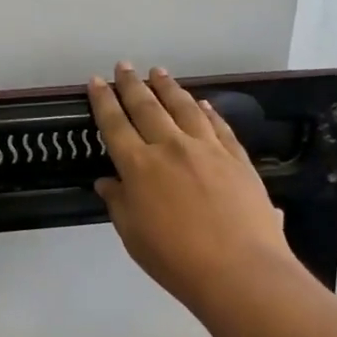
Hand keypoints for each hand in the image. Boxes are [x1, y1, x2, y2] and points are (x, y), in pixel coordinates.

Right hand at [89, 63, 298, 313]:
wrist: (239, 270)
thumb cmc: (176, 260)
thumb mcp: (134, 236)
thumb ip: (119, 203)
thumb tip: (107, 182)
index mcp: (139, 166)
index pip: (115, 124)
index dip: (104, 101)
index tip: (97, 81)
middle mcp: (170, 147)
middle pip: (147, 107)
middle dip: (132, 84)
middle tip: (124, 66)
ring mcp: (207, 148)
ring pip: (183, 107)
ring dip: (168, 87)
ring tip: (158, 72)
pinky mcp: (236, 156)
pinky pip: (217, 125)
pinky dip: (206, 110)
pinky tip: (201, 103)